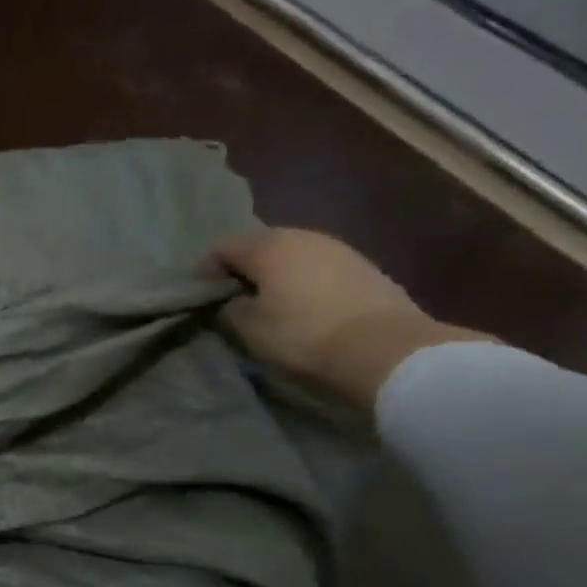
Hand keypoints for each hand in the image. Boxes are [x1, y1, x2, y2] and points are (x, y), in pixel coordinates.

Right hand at [208, 227, 487, 409]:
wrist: (387, 350)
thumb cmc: (303, 335)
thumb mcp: (248, 328)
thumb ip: (229, 308)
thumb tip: (230, 301)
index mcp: (268, 246)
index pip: (222, 248)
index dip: (205, 271)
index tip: (200, 296)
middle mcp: (302, 236)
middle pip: (259, 245)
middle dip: (242, 268)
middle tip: (232, 297)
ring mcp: (338, 248)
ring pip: (292, 254)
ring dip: (276, 274)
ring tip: (269, 301)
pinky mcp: (365, 267)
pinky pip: (318, 267)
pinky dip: (303, 281)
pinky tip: (303, 305)